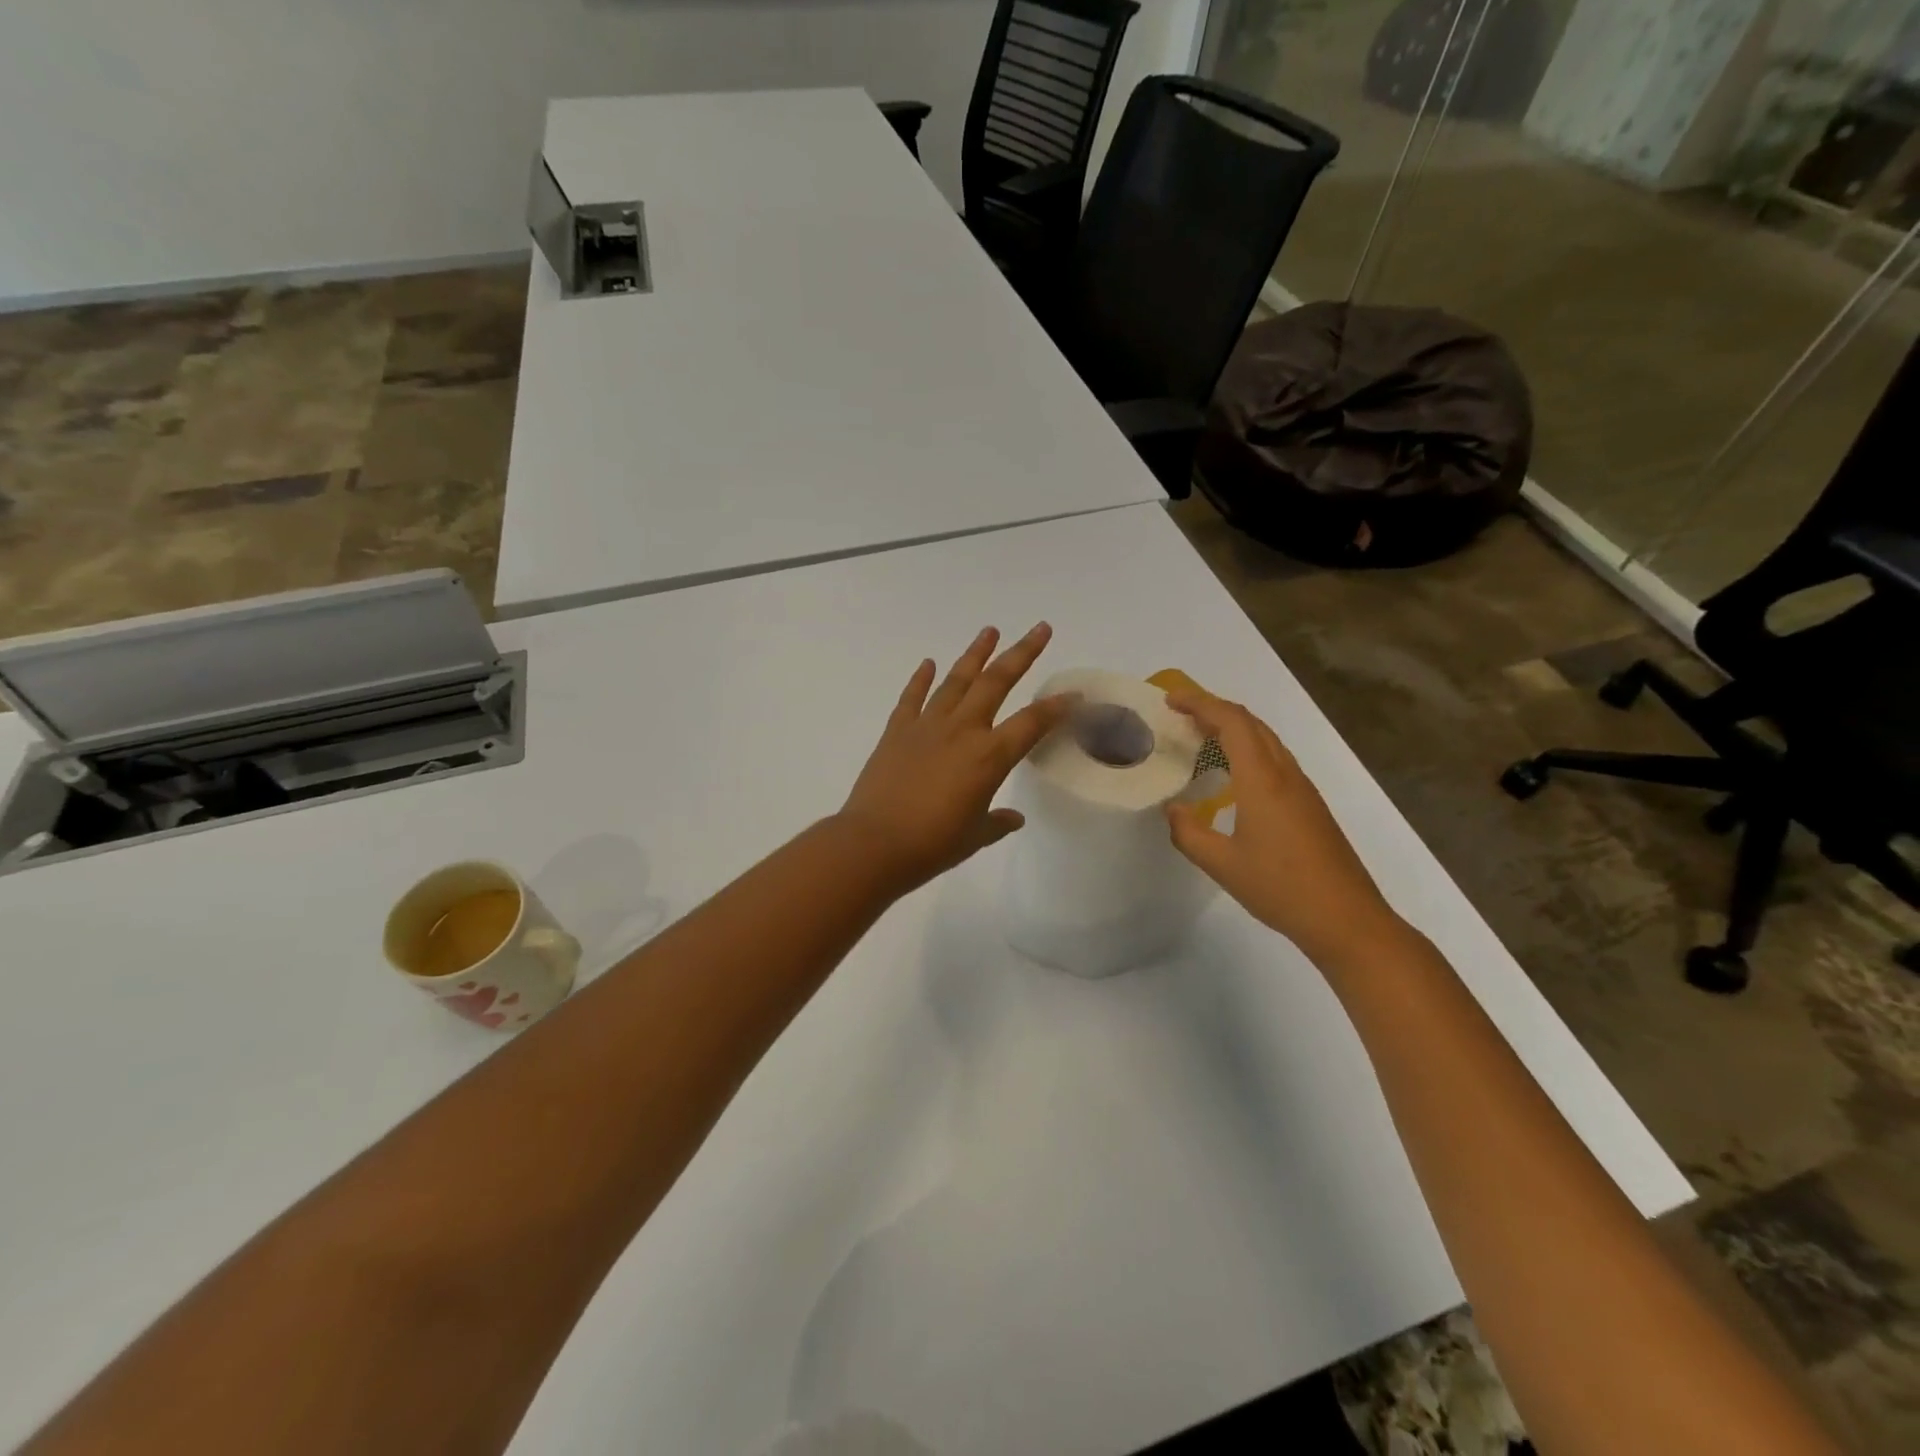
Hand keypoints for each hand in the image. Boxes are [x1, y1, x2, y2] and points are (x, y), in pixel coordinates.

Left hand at [838, 624, 1072, 892]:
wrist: (873, 844)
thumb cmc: (932, 845)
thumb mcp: (975, 836)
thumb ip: (997, 822)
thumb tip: (1013, 818)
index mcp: (989, 757)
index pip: (1032, 723)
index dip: (1057, 707)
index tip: (1074, 693)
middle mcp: (962, 730)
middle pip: (996, 682)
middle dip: (1022, 653)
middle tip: (1040, 628)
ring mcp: (927, 726)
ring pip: (956, 680)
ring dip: (975, 654)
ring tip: (990, 631)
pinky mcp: (897, 731)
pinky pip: (912, 697)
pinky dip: (921, 678)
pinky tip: (929, 662)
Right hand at [1163, 687, 1404, 970]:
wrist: (1346, 918)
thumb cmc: (1281, 888)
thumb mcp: (1222, 864)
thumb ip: (1189, 832)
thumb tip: (1173, 809)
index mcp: (1262, 780)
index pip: (1232, 723)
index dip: (1201, 703)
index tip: (1171, 700)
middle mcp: (1285, 774)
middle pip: (1252, 724)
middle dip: (1215, 709)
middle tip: (1180, 714)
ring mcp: (1302, 789)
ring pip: (1266, 740)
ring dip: (1234, 728)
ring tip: (1200, 737)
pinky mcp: (1310, 805)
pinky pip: (1274, 759)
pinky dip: (1248, 749)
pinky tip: (1232, 774)